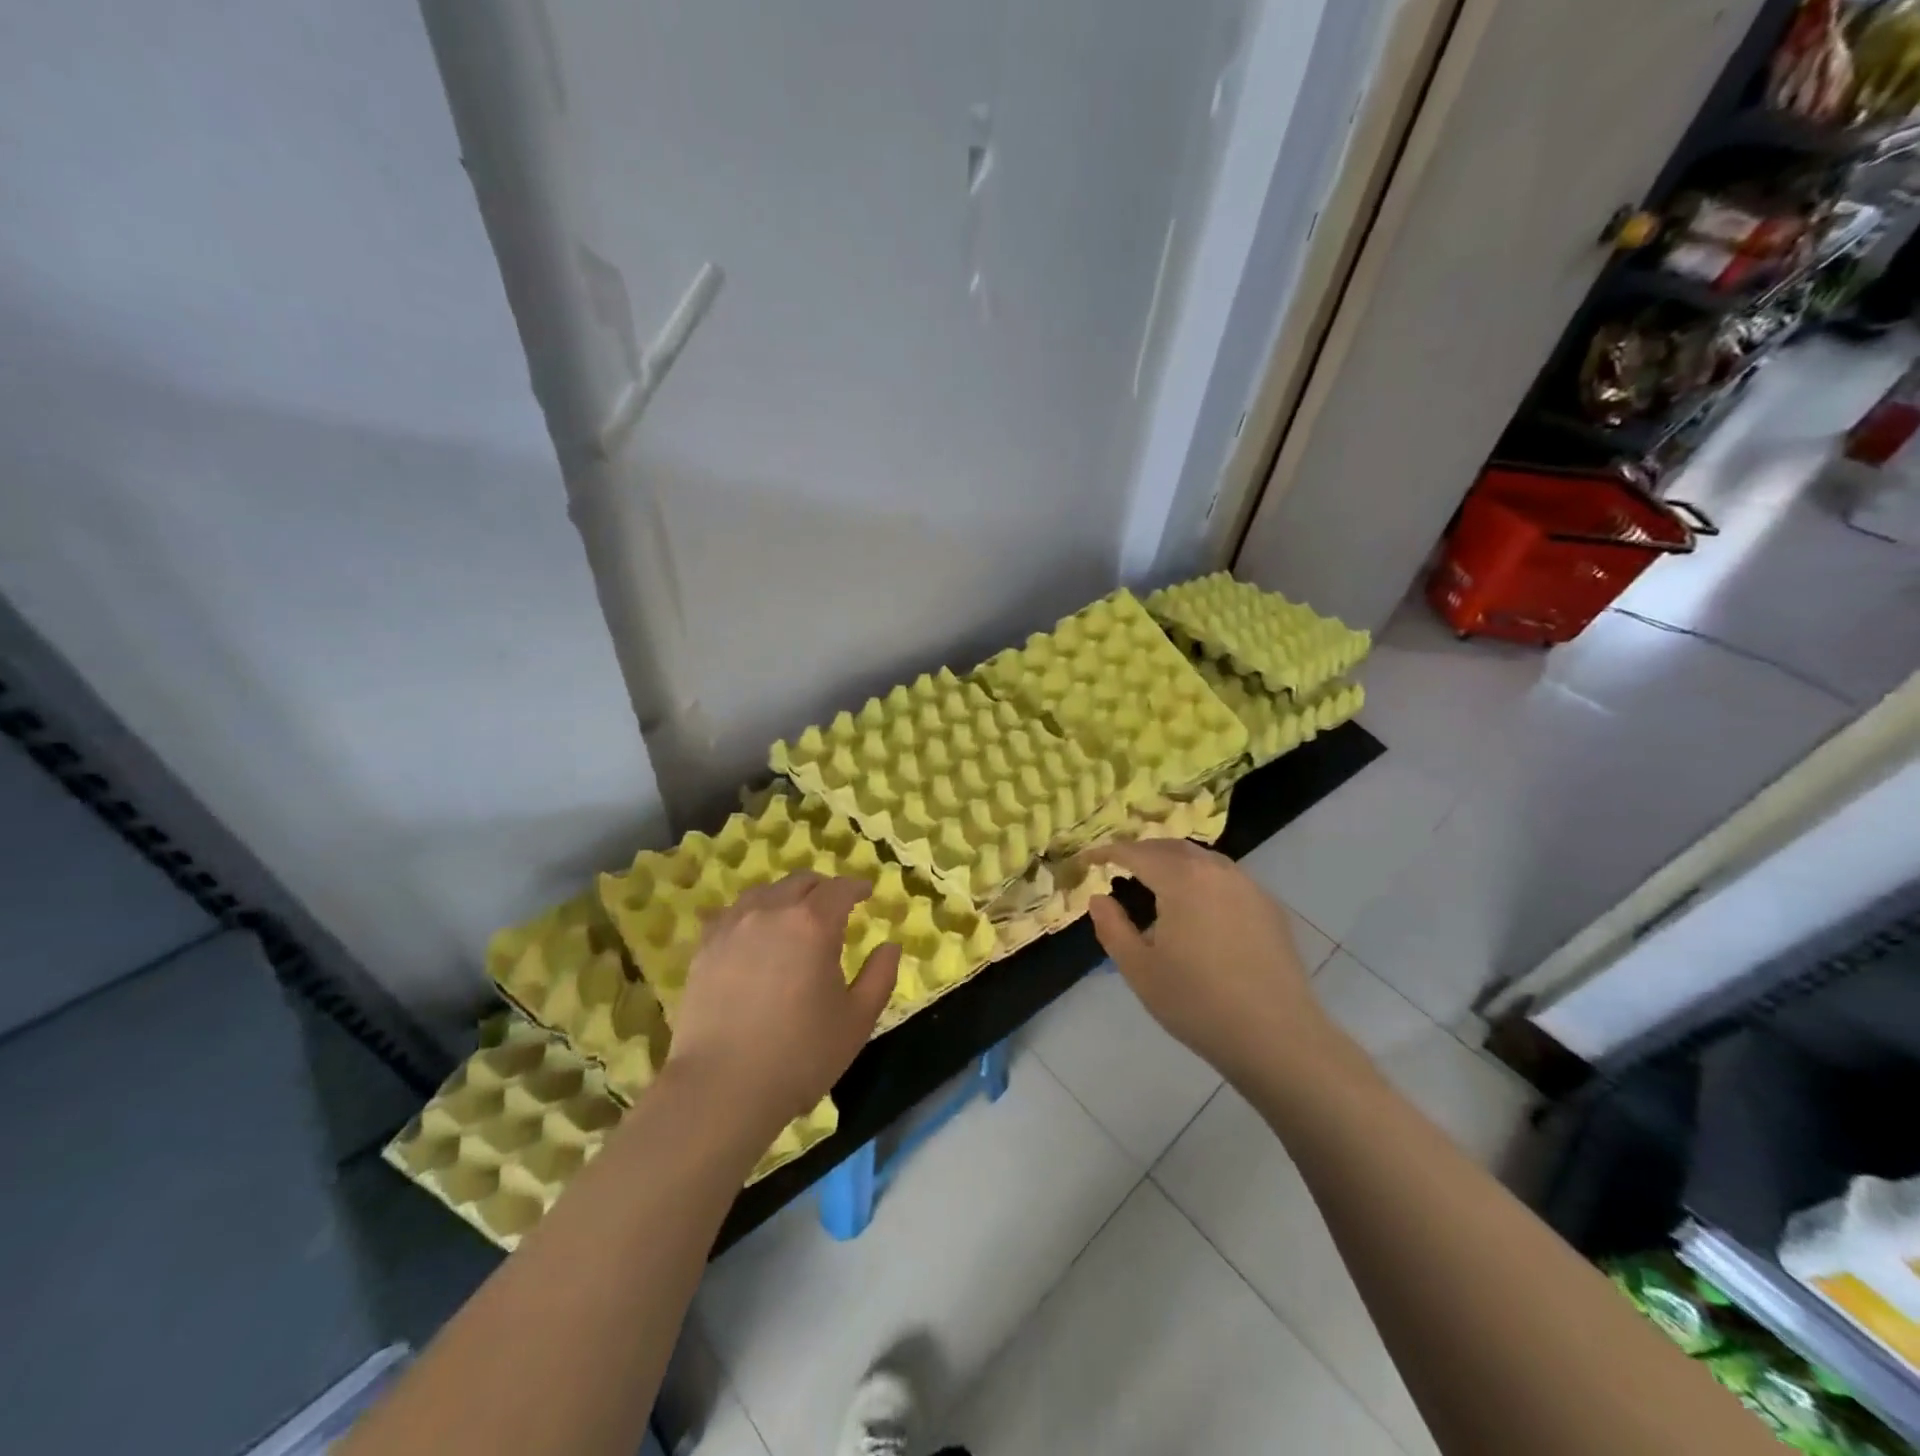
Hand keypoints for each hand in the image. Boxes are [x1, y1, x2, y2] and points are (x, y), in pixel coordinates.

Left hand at [666, 873, 899, 1137]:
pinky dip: (753, 913)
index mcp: (813, 924)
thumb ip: (880, 976)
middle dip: (823, 888)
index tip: (867, 891)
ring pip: (765, 892)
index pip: (840, 888)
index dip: (857, 886)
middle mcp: (772, 911)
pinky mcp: (705, 947)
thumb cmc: (800, 1055)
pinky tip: (755, 932)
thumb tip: (891, 945)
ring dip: (787, 896)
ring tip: (794, 916)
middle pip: (800, 882)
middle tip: (835, 905)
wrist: (720, 1088)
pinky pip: (733, 913)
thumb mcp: (857, 1021)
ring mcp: (733, 926)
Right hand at [1082, 840, 1329, 1081]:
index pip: (1136, 852)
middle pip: (1171, 847)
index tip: (1088, 858)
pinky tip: (1197, 907)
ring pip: (1202, 859)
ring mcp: (1248, 886)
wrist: (1277, 1037)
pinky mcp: (1269, 907)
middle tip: (1118, 867)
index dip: (1108, 852)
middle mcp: (1216, 870)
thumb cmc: (1198, 1003)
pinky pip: (1226, 878)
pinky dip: (1201, 879)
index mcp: (1181, 879)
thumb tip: (1099, 899)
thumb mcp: (1140, 970)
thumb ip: (1112, 928)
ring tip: (1155, 883)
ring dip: (1173, 862)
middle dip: (1141, 852)